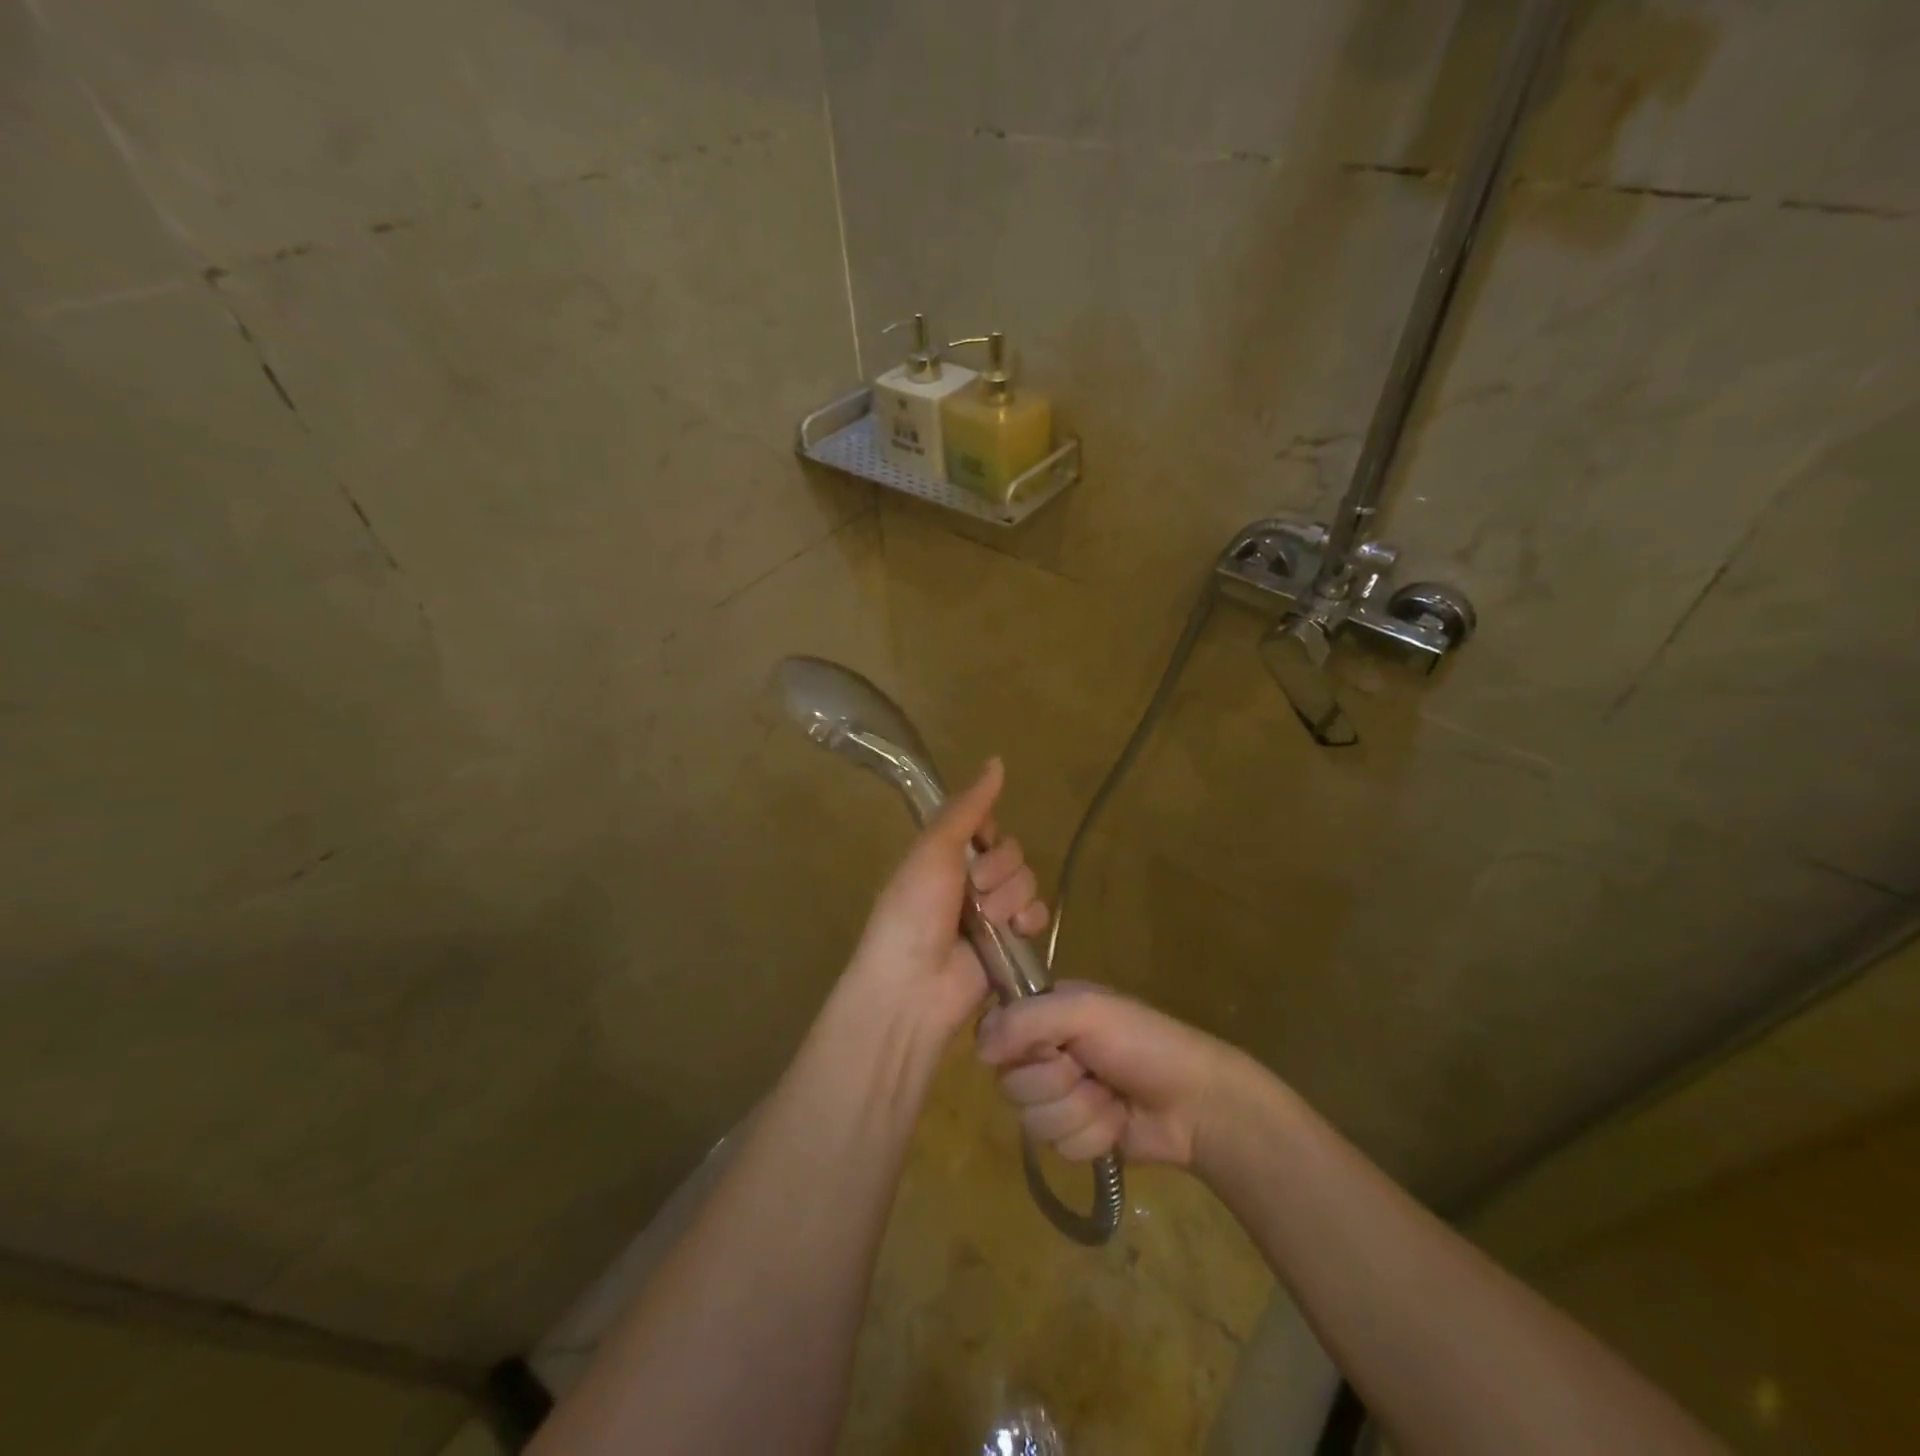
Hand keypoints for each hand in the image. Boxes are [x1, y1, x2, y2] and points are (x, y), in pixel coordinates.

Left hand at [844, 758, 1049, 1041]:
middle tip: (975, 890)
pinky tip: (1014, 930)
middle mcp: (969, 880)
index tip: (977, 843)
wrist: (914, 985)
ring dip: (1009, 897)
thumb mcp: (934, 848)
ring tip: (986, 921)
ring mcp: (992, 913)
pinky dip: (1029, 920)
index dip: (988, 833)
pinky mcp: (1011, 943)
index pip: (987, 826)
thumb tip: (997, 760)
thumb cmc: (914, 910)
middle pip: (1012, 852)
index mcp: (945, 856)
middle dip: (998, 869)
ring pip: (1027, 881)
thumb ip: (968, 807)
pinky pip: (1038, 914)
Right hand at [975, 985, 1239, 1167]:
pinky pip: (1058, 1147)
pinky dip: (1092, 1136)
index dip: (1016, 1049)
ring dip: (1078, 1112)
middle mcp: (1045, 1052)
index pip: (994, 1034)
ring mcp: (1060, 1097)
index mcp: (1045, 1012)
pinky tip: (1117, 1122)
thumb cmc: (1143, 1043)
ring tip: (1110, 1097)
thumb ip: (1028, 1020)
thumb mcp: (1087, 1012)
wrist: (1197, 1103)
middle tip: (1089, 1070)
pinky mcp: (1076, 1135)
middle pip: (1010, 1083)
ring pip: (1032, 1120)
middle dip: (1056, 1084)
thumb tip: (978, 1048)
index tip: (1048, 1048)